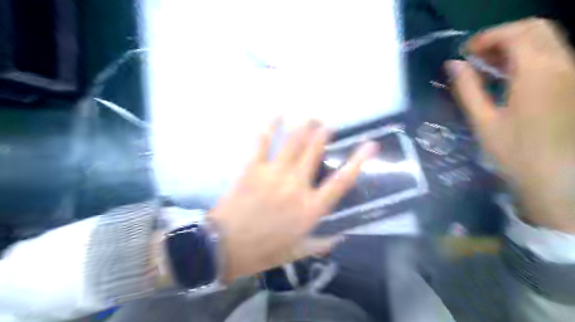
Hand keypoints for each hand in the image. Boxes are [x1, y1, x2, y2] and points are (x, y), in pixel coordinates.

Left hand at [209, 118, 379, 281]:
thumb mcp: (298, 252)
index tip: (370, 145)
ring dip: (304, 126)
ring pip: (293, 142)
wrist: (225, 247)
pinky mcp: (252, 168)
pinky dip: (269, 126)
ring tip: (310, 118)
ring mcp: (274, 173)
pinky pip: (262, 142)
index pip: (341, 181)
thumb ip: (322, 243)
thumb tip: (341, 235)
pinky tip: (277, 115)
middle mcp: (296, 185)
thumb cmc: (264, 251)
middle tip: (327, 125)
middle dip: (323, 134)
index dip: (358, 161)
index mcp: (310, 208)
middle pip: (314, 151)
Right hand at [444, 18, 574, 230]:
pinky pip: (551, 56)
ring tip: (488, 66)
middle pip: (536, 28)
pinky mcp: (573, 84)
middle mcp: (563, 64)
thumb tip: (453, 64)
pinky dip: (527, 56)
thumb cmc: (514, 152)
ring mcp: (572, 73)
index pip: (516, 33)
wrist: (556, 177)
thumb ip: (467, 88)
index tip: (464, 54)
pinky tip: (508, 75)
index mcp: (538, 73)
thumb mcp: (483, 121)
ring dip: (514, 45)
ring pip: (546, 40)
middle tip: (476, 57)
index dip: (486, 37)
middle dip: (502, 36)